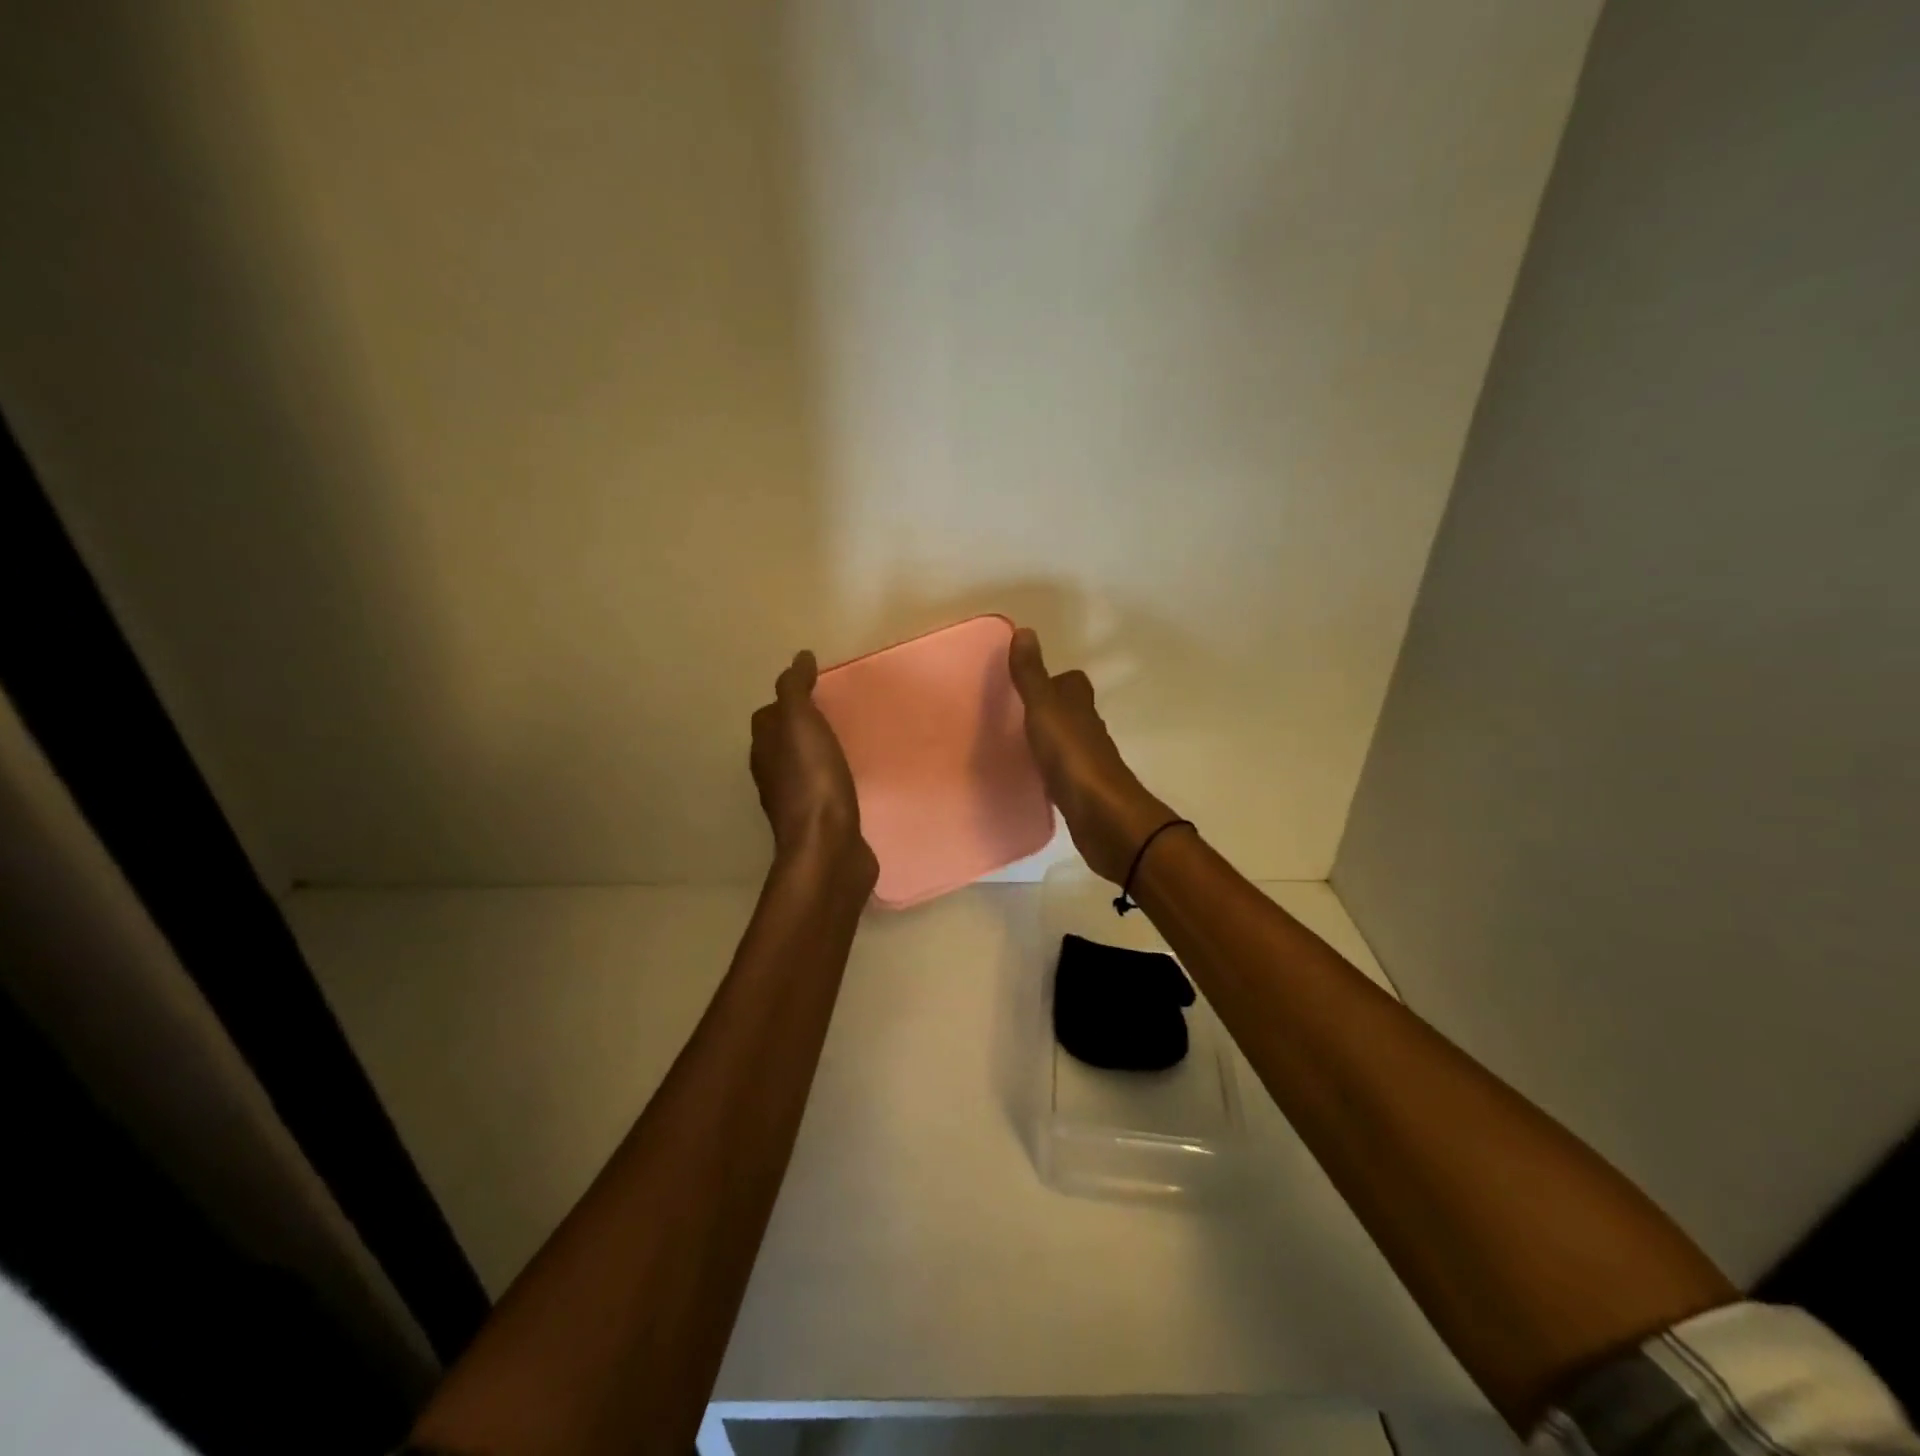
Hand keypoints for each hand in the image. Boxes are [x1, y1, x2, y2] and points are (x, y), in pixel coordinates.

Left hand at [750, 651, 876, 884]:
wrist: (829, 848)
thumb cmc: (813, 781)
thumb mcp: (801, 724)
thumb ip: (796, 689)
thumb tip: (799, 657)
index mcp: (765, 750)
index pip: (768, 717)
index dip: (786, 701)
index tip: (813, 689)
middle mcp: (774, 776)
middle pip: (782, 743)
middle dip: (801, 727)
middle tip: (832, 713)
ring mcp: (797, 803)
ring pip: (803, 768)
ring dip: (817, 754)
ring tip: (844, 742)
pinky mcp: (822, 823)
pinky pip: (825, 792)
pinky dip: (833, 779)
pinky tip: (852, 779)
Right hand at [1008, 628, 1177, 883]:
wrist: (1102, 816)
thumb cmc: (1072, 756)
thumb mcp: (1044, 709)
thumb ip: (1032, 676)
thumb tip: (1026, 632)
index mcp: (1080, 707)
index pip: (1074, 683)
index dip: (1056, 679)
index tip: (1029, 682)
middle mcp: (1088, 731)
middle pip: (1071, 712)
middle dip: (1049, 710)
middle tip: (1015, 714)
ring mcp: (1088, 764)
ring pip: (1067, 743)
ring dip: (1049, 741)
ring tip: (1017, 744)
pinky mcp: (1082, 793)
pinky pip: (1062, 773)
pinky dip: (1049, 770)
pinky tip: (1032, 777)